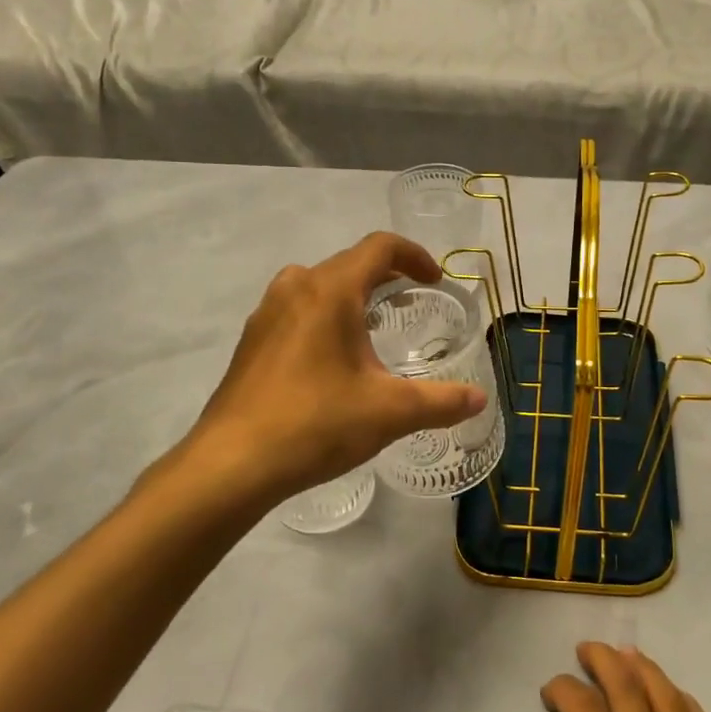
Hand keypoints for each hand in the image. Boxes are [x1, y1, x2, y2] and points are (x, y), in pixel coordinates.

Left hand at [167, 231, 487, 508]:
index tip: (435, 281)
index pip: (379, 247)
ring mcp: (266, 313)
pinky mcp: (252, 341)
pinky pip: (297, 310)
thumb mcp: (390, 413)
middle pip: (349, 263)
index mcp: (330, 290)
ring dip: (352, 295)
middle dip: (385, 276)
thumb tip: (478, 399)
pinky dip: (325, 316)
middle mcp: (295, 288)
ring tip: (375, 328)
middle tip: (411, 302)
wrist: (231, 464)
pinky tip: (333, 359)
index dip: (414, 256)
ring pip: (319, 285)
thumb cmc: (316, 424)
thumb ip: (440, 402)